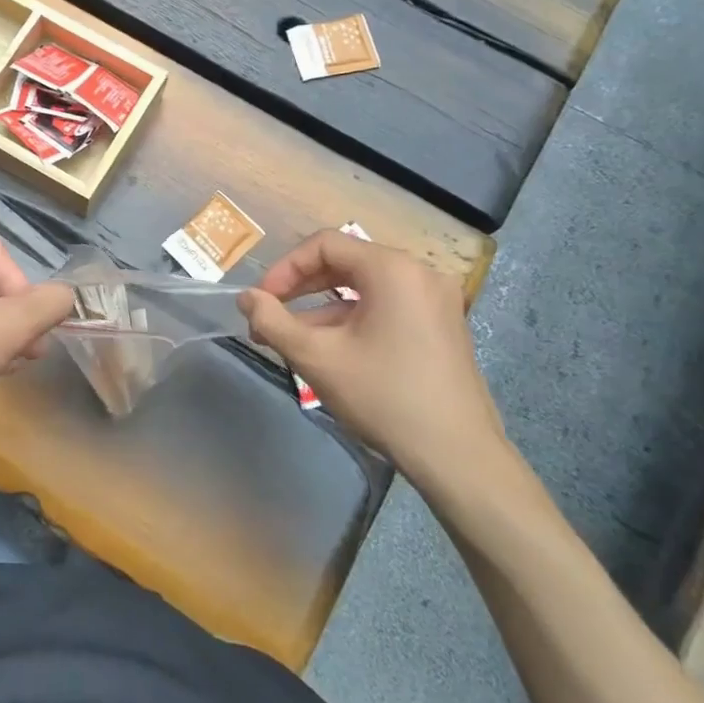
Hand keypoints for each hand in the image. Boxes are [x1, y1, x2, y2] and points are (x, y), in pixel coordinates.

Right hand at [238, 230, 503, 479]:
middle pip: (345, 263)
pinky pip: (386, 307)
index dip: (285, 268)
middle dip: (300, 290)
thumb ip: (272, 321)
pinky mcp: (442, 326)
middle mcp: (419, 273)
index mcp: (392, 269)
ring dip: (322, 309)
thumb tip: (245, 298)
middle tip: (269, 321)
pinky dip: (353, 321)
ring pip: (364, 289)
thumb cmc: (384, 397)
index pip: (325, 245)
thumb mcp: (317, 357)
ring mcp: (436, 300)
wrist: (458, 457)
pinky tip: (330, 352)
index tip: (261, 301)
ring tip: (290, 342)